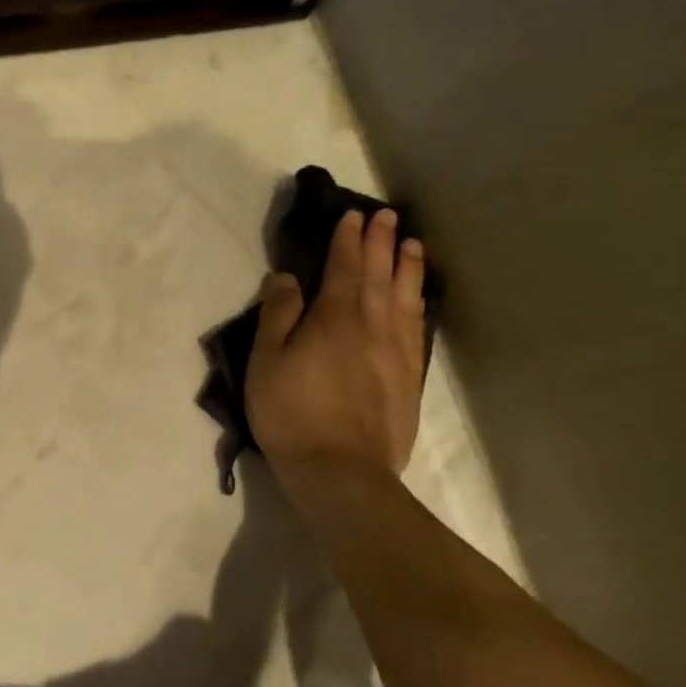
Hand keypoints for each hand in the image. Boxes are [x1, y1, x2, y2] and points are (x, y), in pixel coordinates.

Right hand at [245, 208, 426, 483]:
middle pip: (379, 274)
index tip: (352, 215)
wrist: (340, 471)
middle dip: (381, 242)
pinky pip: (418, 327)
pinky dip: (419, 303)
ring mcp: (397, 351)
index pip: (344, 267)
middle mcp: (373, 324)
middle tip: (386, 215)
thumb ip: (277, 314)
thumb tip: (286, 277)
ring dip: (407, 267)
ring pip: (406, 297)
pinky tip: (419, 299)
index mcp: (335, 317)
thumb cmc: (291, 412)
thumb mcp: (266, 360)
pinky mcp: (410, 377)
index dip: (347, 239)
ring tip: (412, 244)